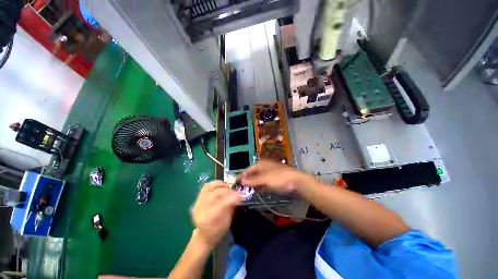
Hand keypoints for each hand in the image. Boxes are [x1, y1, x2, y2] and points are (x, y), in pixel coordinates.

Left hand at [191, 181, 239, 247]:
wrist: (204, 235)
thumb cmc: (218, 230)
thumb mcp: (227, 221)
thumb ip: (231, 207)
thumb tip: (238, 196)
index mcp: (209, 219)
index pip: (221, 205)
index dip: (231, 198)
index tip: (240, 195)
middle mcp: (201, 210)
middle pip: (215, 194)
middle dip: (228, 191)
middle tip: (235, 192)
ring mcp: (198, 203)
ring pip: (209, 187)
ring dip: (221, 185)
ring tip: (227, 187)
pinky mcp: (198, 198)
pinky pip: (206, 186)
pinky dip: (215, 184)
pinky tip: (221, 186)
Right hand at [238, 160, 312, 193]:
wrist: (296, 181)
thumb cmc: (279, 178)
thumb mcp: (265, 179)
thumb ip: (253, 181)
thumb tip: (242, 181)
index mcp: (261, 164)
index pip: (248, 169)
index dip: (242, 175)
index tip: (235, 182)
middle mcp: (264, 166)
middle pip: (253, 173)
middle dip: (247, 180)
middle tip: (240, 188)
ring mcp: (269, 172)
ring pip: (258, 178)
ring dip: (253, 183)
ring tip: (246, 190)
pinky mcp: (273, 178)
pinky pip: (263, 181)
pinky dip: (260, 185)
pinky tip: (257, 189)